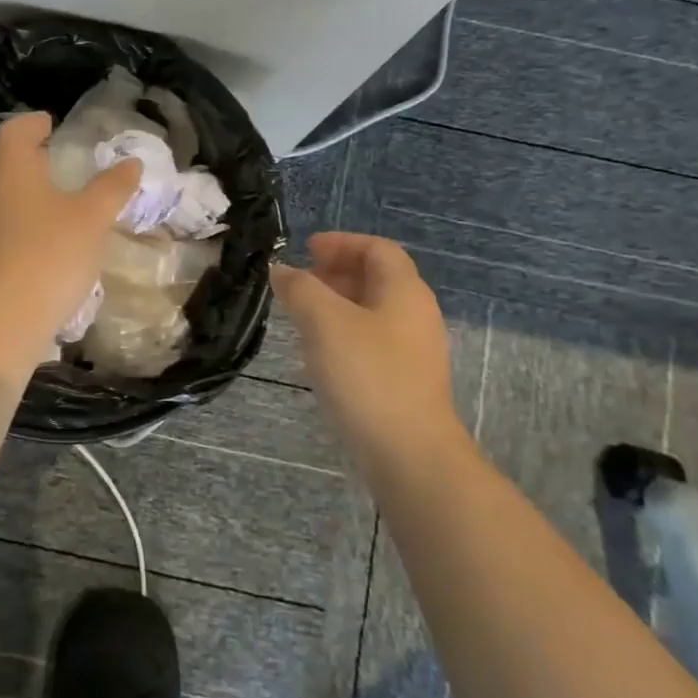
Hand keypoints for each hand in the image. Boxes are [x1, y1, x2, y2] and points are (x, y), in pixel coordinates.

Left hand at [0, 112, 141, 368]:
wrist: (0, 320)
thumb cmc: (49, 253)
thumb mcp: (92, 218)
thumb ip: (112, 187)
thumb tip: (131, 163)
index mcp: (9, 167)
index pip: (15, 131)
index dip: (33, 124)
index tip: (50, 123)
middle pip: (3, 164)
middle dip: (29, 160)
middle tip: (56, 160)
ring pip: (0, 198)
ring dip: (24, 195)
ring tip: (54, 203)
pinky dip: (20, 226)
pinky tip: (42, 242)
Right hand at [271, 233, 470, 460]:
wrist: (409, 454)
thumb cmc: (368, 376)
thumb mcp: (324, 322)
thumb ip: (300, 289)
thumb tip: (281, 270)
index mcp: (404, 292)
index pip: (378, 249)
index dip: (342, 243)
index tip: (306, 249)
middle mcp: (415, 316)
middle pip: (377, 279)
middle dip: (337, 272)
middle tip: (299, 280)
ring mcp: (413, 352)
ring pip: (372, 312)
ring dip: (337, 304)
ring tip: (301, 314)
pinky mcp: (404, 382)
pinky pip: (371, 341)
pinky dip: (343, 333)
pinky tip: (319, 353)